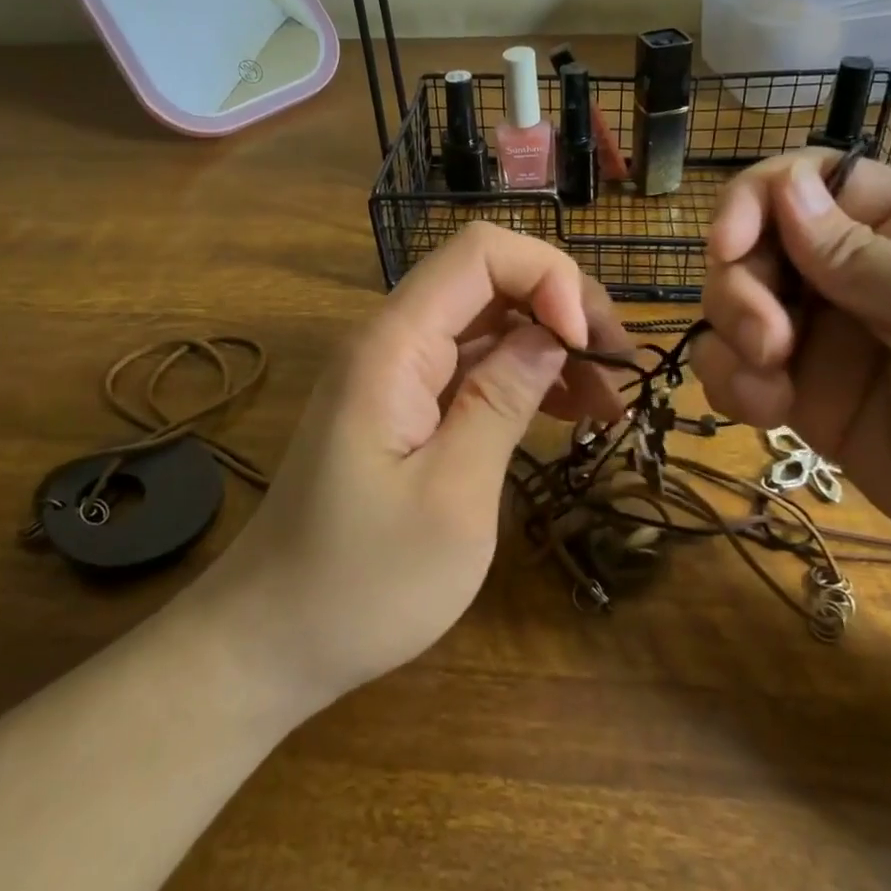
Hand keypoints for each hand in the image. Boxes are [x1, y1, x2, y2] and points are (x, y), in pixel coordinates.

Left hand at [200, 222, 629, 707]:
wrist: (271, 638)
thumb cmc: (362, 583)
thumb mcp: (452, 496)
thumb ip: (502, 401)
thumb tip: (554, 333)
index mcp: (394, 346)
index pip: (479, 253)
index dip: (548, 276)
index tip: (589, 344)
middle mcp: (391, 340)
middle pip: (488, 279)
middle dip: (561, 307)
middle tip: (619, 367)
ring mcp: (395, 372)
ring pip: (487, 322)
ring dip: (551, 345)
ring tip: (608, 398)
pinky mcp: (402, 404)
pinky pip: (471, 365)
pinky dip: (523, 377)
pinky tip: (568, 410)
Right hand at [692, 150, 890, 668]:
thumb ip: (865, 256)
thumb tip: (786, 186)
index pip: (810, 181)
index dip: (755, 200)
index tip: (728, 247)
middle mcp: (860, 274)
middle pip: (758, 245)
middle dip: (741, 288)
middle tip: (768, 344)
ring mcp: (831, 339)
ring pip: (736, 307)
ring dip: (731, 339)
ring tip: (768, 390)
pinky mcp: (809, 399)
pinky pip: (740, 369)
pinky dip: (733, 384)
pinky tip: (765, 415)